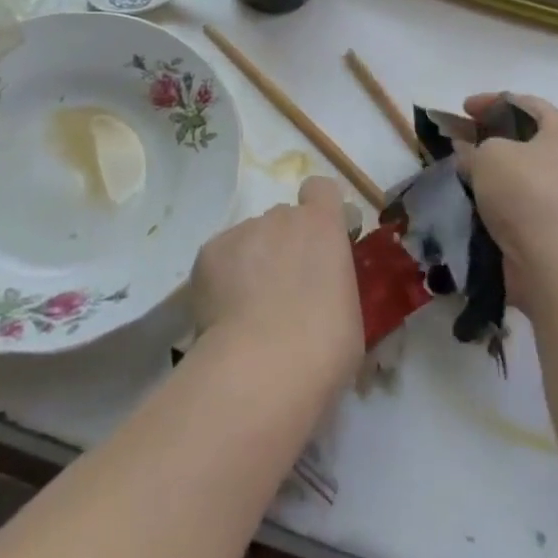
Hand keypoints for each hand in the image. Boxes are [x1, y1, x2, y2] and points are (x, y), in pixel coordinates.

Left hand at [190, 176, 361, 395]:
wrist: (264, 367)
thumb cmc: (325, 346)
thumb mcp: (348, 311)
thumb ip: (333, 285)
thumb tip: (321, 296)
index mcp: (323, 225)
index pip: (321, 189)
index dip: (319, 210)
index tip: (319, 241)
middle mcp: (281, 217)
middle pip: (282, 219)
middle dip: (283, 245)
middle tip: (283, 292)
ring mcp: (242, 231)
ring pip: (249, 240)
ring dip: (251, 263)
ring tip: (247, 312)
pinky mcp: (208, 252)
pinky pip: (220, 259)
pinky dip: (221, 279)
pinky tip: (225, 316)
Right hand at [461, 92, 557, 313]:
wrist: (554, 264)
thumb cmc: (526, 193)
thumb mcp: (489, 156)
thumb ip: (473, 147)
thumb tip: (468, 151)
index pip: (528, 104)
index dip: (492, 101)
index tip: (464, 108)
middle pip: (528, 137)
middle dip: (493, 136)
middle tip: (463, 138)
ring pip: (524, 171)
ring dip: (495, 169)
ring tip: (464, 170)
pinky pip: (525, 200)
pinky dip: (501, 196)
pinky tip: (477, 199)